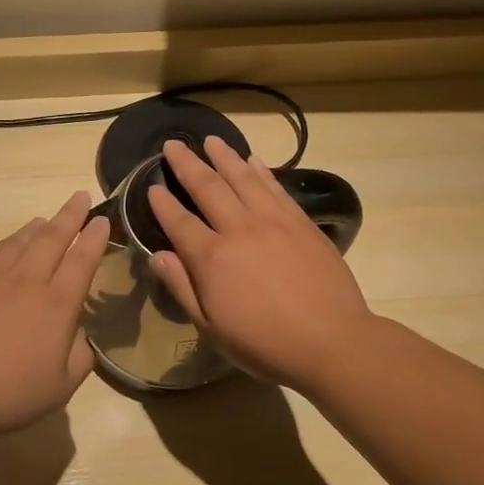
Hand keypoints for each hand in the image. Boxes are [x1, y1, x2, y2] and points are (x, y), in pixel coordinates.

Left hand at [0, 191, 110, 433]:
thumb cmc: (10, 394)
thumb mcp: (61, 387)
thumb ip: (79, 357)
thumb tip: (79, 334)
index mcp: (56, 304)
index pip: (82, 261)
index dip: (94, 238)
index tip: (102, 220)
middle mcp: (25, 281)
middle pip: (51, 239)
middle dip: (69, 216)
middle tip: (79, 197)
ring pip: (15, 243)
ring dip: (31, 229)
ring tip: (40, 221)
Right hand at [148, 136, 375, 387]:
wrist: (332, 342)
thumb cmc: (265, 344)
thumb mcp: (212, 328)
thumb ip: (182, 288)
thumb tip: (157, 255)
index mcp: (212, 258)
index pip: (179, 221)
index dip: (162, 203)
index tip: (151, 186)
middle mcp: (239, 229)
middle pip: (208, 187)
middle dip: (187, 164)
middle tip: (173, 144)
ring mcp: (273, 221)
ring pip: (243, 178)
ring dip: (224, 156)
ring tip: (211, 140)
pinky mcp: (301, 222)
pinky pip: (275, 187)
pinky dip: (261, 171)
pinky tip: (252, 160)